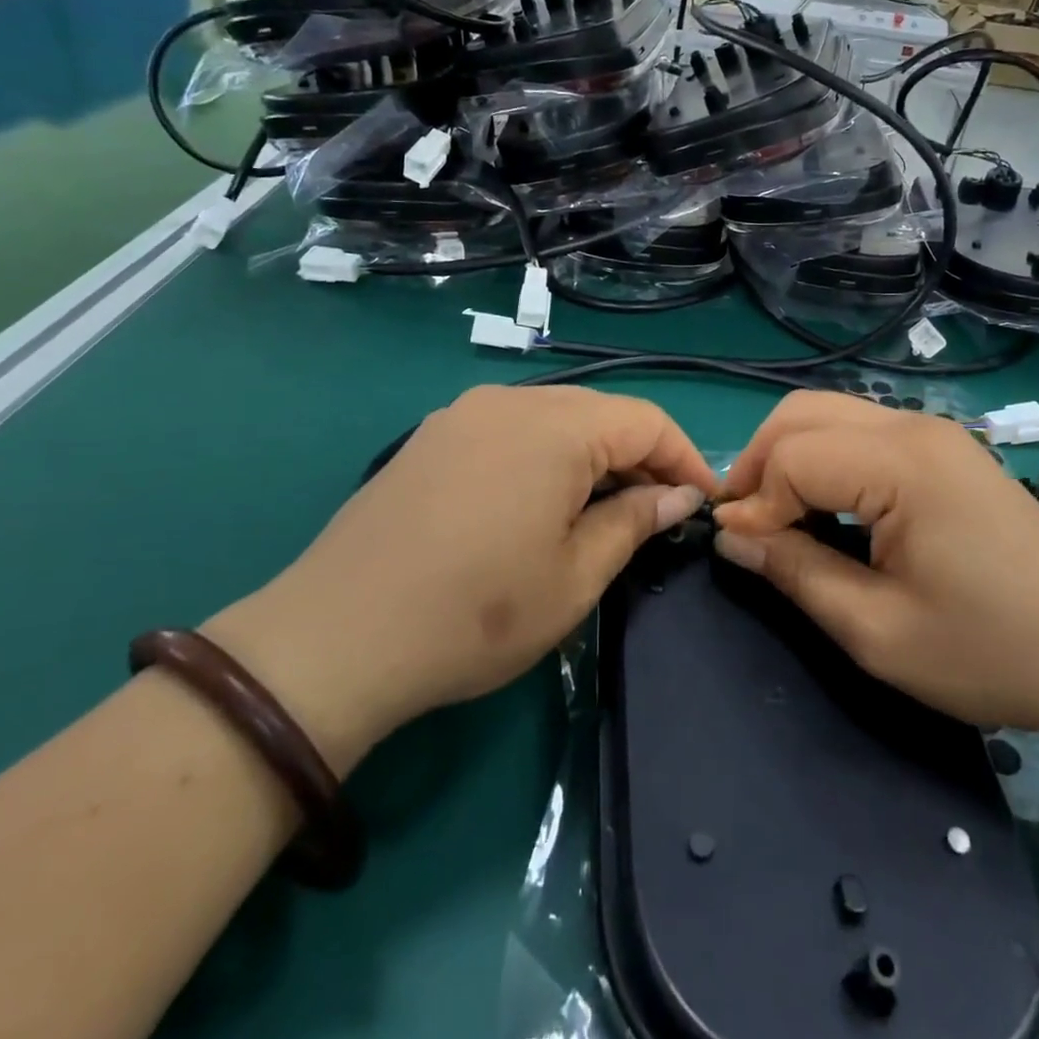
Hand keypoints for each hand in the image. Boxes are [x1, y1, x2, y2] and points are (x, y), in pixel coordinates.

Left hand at [210, 386, 717, 768]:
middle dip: (641, 457)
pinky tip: (541, 501)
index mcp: (556, 427)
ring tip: (605, 509)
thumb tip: (680, 495)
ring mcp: (463, 414)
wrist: (336, 637)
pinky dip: (546, 457)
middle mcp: (510, 402)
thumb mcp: (576, 576)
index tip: (703, 503)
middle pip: (601, 413)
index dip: (685, 459)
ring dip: (593, 456)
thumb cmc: (477, 612)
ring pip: (555, 419)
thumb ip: (635, 521)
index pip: (647, 420)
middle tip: (660, 511)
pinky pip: (511, 430)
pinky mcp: (432, 437)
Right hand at [712, 392, 1038, 735]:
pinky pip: (860, 431)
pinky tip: (825, 505)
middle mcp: (915, 427)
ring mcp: (934, 433)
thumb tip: (730, 538)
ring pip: (829, 413)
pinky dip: (824, 458)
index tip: (740, 551)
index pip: (793, 455)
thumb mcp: (877, 630)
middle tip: (747, 526)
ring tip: (776, 516)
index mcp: (903, 464)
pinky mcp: (944, 449)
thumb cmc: (990, 651)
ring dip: (788, 456)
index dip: (754, 501)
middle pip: (803, 413)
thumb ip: (796, 573)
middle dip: (759, 462)